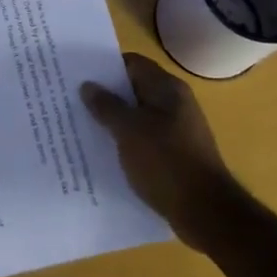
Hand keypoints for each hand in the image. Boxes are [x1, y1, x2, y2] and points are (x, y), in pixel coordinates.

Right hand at [81, 52, 245, 252]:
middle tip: (71, 101)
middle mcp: (174, 104)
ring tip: (80, 127)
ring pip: (136, 117)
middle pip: (133, 90)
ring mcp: (175, 131)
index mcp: (167, 89)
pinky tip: (102, 153)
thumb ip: (107, 106)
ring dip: (112, 121)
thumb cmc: (166, 162)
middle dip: (104, 95)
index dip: (105, 67)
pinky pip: (142, 140)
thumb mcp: (129, 130)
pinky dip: (123, 142)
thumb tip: (88, 85)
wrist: (206, 212)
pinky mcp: (173, 155)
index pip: (132, 64)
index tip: (78, 75)